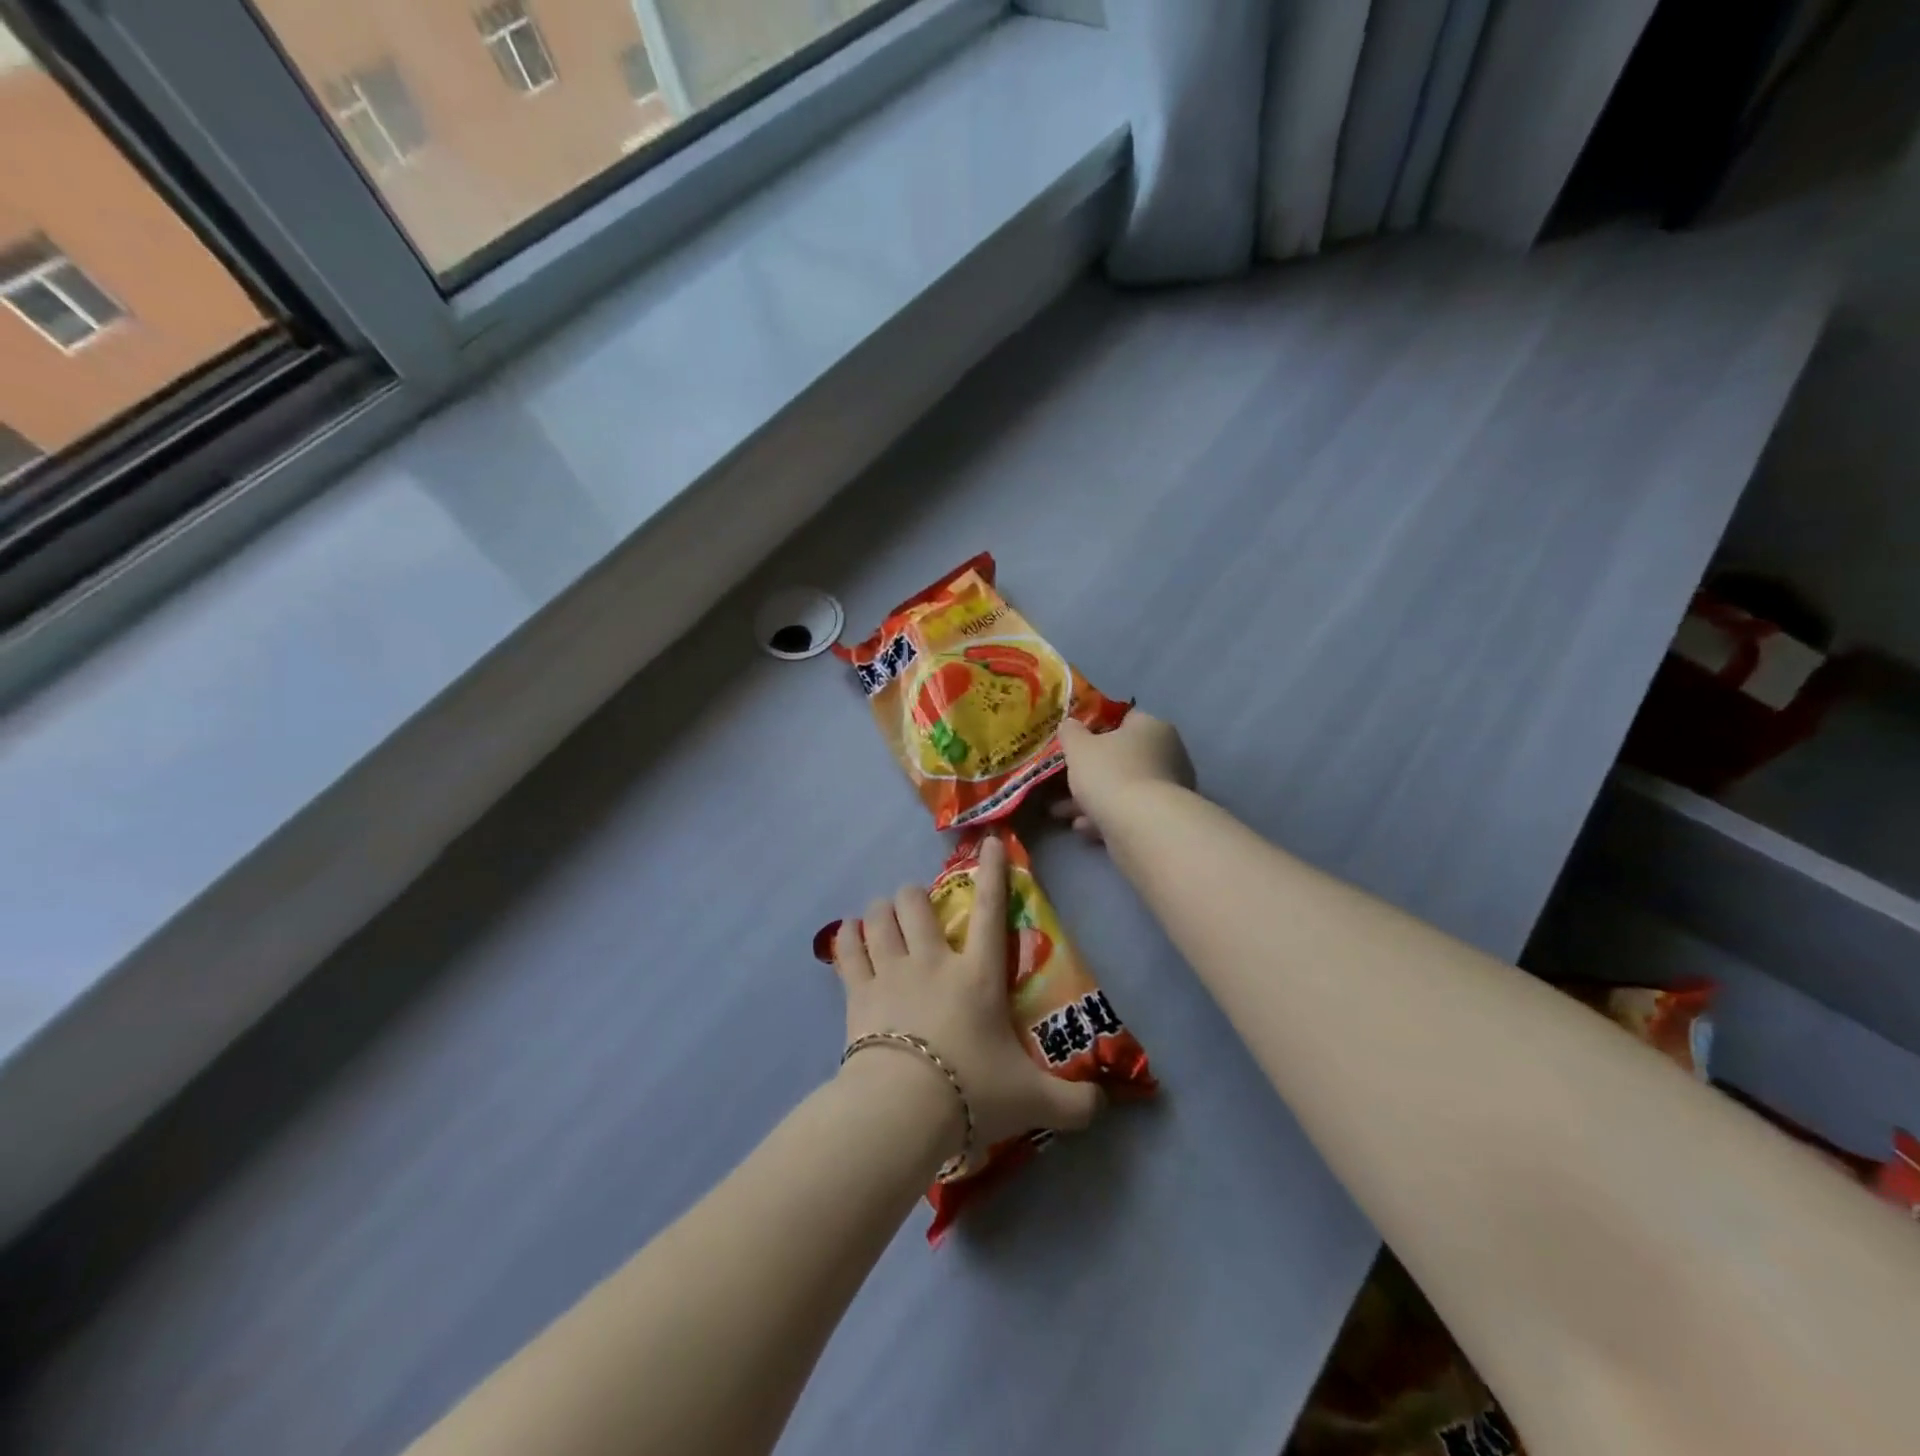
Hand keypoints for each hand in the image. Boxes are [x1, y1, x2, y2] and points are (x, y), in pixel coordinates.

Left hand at [832, 836, 1100, 1160]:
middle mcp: (932, 962)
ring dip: (881, 911)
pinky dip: (848, 938)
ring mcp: (890, 974)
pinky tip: (849, 934)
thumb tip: (1104, 1106)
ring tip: (883, 916)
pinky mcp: (857, 994)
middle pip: (916, 904)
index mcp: (977, 976)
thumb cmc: (972, 1093)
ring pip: (878, 918)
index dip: (992, 872)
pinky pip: (847, 950)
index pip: (989, 911)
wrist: (902, 1111)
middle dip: (915, 896)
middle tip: (917, 907)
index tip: (989, 842)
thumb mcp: (1032, 1101)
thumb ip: (1072, 1104)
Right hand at [1052, 711, 1194, 842]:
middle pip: (1122, 757)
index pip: (1124, 719)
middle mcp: (1167, 753)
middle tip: (1062, 781)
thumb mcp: (1078, 747)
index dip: (1097, 728)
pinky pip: (1129, 812)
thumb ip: (1071, 732)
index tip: (1075, 743)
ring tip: (1061, 812)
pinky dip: (1106, 816)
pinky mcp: (1164, 818)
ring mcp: (1168, 788)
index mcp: (1151, 727)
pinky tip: (1082, 827)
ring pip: (1122, 788)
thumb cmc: (1110, 774)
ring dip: (1093, 798)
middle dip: (1090, 771)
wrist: (1143, 827)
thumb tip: (1070, 724)